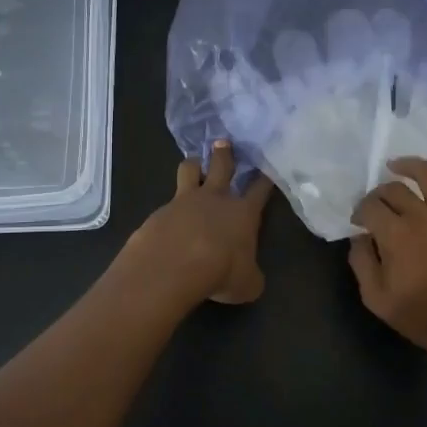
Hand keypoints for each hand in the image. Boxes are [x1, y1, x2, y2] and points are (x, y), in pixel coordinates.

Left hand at [122, 141, 274, 305]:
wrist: (172, 266)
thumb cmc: (221, 272)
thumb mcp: (247, 284)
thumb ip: (251, 276)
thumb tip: (250, 277)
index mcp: (243, 212)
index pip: (259, 189)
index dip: (264, 179)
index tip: (267, 167)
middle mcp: (216, 198)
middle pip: (222, 165)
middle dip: (224, 153)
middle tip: (223, 142)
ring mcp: (184, 200)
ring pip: (189, 170)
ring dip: (193, 165)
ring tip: (194, 164)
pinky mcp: (159, 211)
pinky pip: (167, 202)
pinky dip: (170, 207)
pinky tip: (168, 218)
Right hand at [348, 157, 426, 369]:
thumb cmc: (424, 318)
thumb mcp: (377, 300)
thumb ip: (362, 263)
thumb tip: (359, 237)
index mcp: (396, 235)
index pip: (369, 207)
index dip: (359, 212)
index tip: (358, 223)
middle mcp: (423, 215)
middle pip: (394, 189)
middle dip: (378, 193)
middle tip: (376, 205)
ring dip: (409, 165)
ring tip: (397, 165)